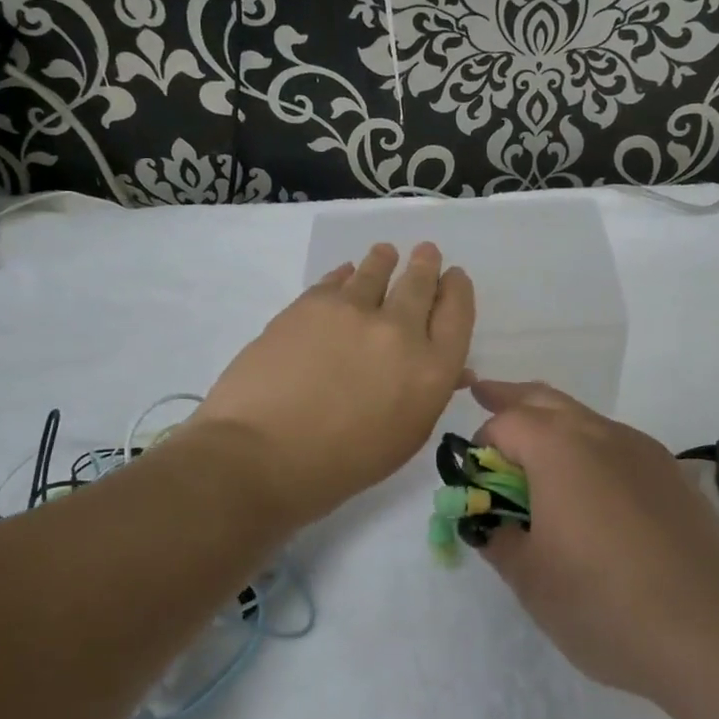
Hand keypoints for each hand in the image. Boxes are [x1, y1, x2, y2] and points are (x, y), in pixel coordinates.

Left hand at [196, 243, 475, 527]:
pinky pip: (336, 279)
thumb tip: (454, 370)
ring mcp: (353, 311)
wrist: (261, 455)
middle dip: (426, 265)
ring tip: (385, 253)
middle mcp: (400, 330)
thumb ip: (430, 395)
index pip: (457, 314)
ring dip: (385, 260)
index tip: (454, 278)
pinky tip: (346, 274)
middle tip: (426, 253)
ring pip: (377, 270)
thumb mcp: (404, 439)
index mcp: (431, 370)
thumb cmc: (340, 465)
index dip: (458, 291)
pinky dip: (346, 274)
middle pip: (421, 283)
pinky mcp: (311, 303)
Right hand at [472, 380, 718, 706]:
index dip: (480, 445)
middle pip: (546, 399)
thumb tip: (493, 524)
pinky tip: (592, 492)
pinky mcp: (674, 476)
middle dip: (512, 397)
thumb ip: (500, 541)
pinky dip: (590, 449)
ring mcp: (645, 451)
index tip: (473, 479)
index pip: (505, 423)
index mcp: (558, 447)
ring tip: (536, 449)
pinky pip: (618, 446)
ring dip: (554, 424)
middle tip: (485, 393)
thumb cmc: (607, 603)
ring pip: (586, 419)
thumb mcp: (533, 581)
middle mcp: (602, 433)